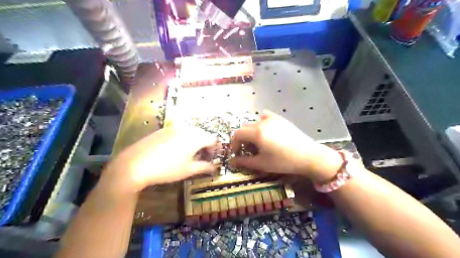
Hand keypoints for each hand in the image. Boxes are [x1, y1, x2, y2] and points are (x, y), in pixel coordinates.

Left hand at [104, 126, 216, 191]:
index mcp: (196, 137)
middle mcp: (186, 129)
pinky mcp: (162, 130)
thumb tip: (214, 168)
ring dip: (194, 142)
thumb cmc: (167, 168)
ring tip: (189, 154)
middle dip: (205, 145)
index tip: (211, 158)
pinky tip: (175, 151)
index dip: (215, 148)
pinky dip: (183, 139)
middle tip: (201, 157)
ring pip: (190, 132)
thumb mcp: (188, 170)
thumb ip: (204, 167)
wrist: (135, 164)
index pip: (213, 139)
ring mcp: (173, 128)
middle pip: (202, 134)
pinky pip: (179, 132)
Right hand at [232, 110, 342, 182]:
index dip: (234, 144)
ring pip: (254, 123)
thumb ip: (244, 161)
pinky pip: (265, 116)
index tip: (236, 153)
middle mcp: (263, 122)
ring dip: (251, 132)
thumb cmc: (284, 162)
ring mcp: (272, 118)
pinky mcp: (280, 118)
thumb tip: (232, 161)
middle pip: (245, 128)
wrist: (308, 156)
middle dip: (242, 139)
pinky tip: (266, 131)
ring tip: (257, 142)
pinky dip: (261, 122)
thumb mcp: (262, 164)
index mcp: (257, 132)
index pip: (237, 134)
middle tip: (247, 150)